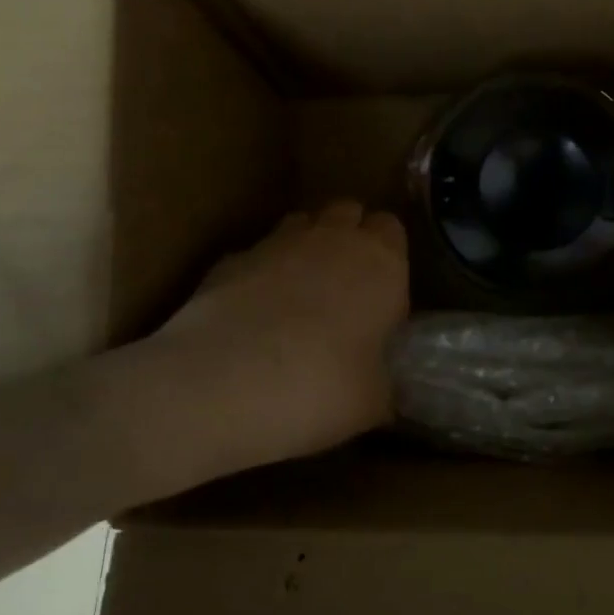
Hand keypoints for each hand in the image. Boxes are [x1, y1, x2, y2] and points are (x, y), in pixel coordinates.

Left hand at [118, 201, 408, 482]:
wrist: (221, 384)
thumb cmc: (321, 388)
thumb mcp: (373, 402)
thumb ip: (385, 382)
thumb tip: (385, 389)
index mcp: (381, 262)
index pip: (392, 229)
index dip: (389, 254)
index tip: (385, 290)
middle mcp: (331, 239)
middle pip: (347, 213)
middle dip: (349, 237)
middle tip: (347, 287)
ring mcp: (275, 243)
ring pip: (301, 224)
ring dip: (307, 247)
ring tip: (302, 295)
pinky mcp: (228, 260)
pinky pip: (257, 254)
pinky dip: (262, 273)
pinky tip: (255, 314)